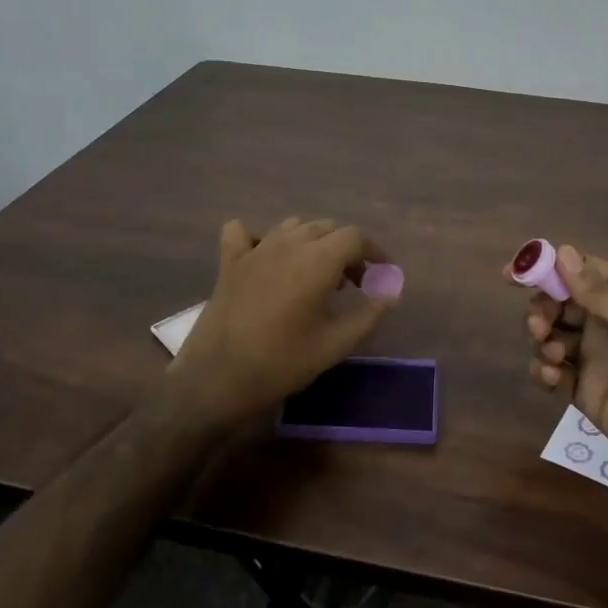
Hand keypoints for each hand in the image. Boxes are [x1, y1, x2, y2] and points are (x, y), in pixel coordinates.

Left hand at [169, 217, 398, 428]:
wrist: (217, 380)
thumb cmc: (282, 362)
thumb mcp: (336, 344)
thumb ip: (370, 314)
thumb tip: (391, 292)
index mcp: (317, 260)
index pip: (355, 237)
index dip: (374, 252)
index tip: (381, 275)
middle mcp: (288, 244)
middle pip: (326, 228)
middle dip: (346, 250)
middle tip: (353, 284)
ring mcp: (255, 250)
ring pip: (293, 227)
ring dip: (312, 243)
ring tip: (316, 275)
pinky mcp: (229, 262)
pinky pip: (244, 232)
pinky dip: (260, 238)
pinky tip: (266, 258)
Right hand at [520, 246, 607, 508]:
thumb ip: (600, 292)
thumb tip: (562, 252)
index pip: (579, 270)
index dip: (546, 267)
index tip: (512, 273)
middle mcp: (606, 323)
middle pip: (557, 302)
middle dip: (540, 308)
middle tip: (539, 325)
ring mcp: (594, 359)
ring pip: (549, 336)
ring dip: (540, 339)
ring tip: (552, 356)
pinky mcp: (584, 393)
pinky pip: (550, 373)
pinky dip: (542, 371)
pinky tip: (551, 378)